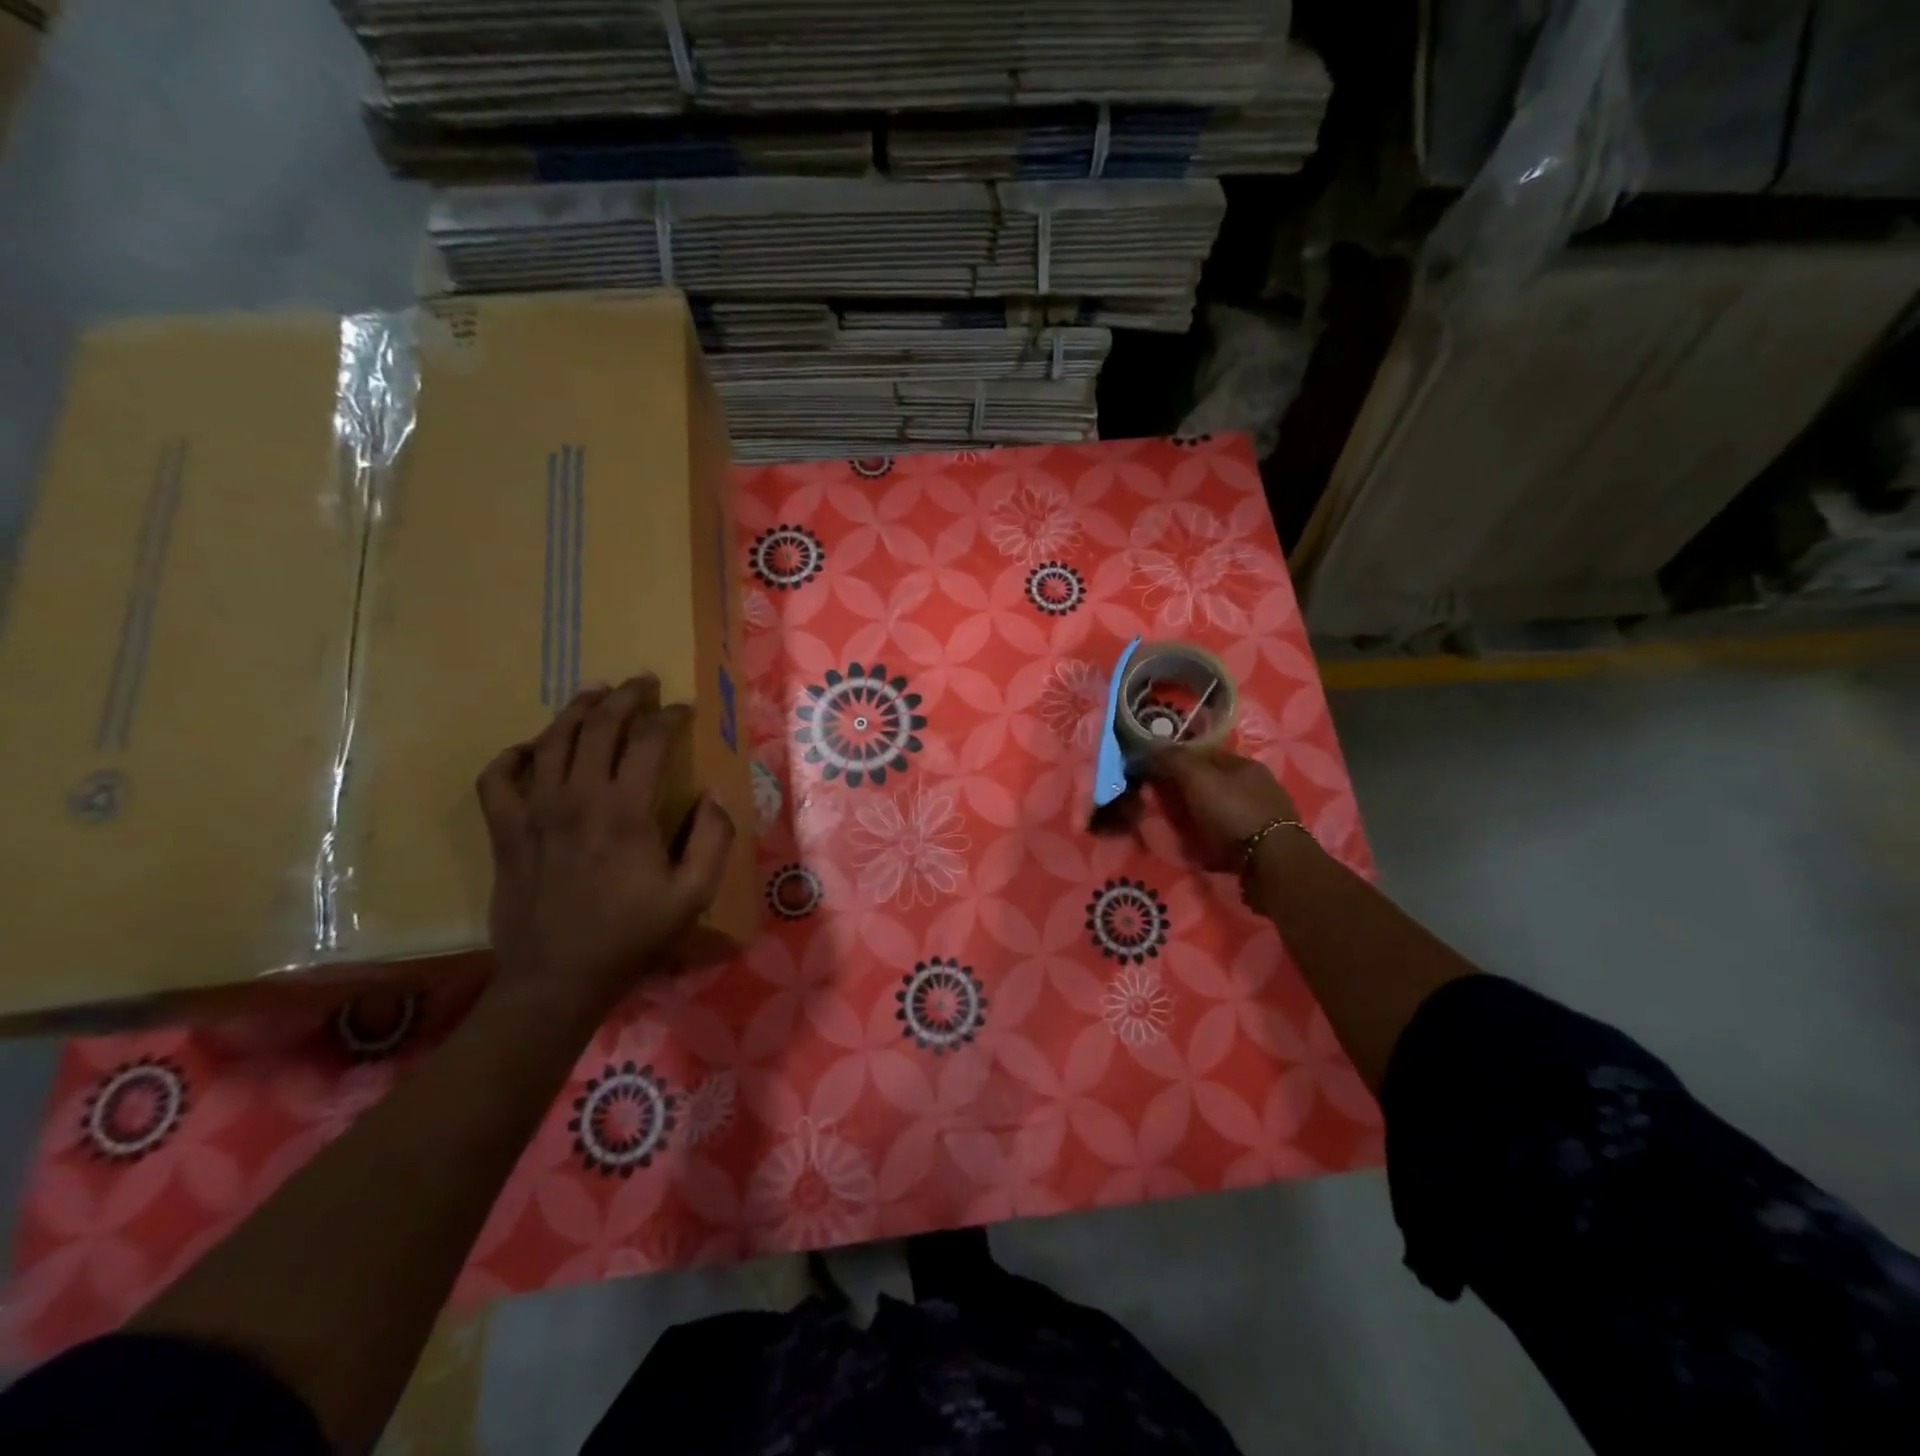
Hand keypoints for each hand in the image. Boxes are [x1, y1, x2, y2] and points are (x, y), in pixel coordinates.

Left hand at [476, 676, 735, 1019]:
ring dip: (578, 709)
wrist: (557, 978)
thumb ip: (712, 839)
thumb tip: (712, 795)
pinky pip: (497, 777)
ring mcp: (534, 811)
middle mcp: (577, 798)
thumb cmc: (632, 936)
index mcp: (626, 811)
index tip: (684, 710)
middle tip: (643, 682)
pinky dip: (515, 755)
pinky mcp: (505, 830)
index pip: (649, 740)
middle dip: (626, 696)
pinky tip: (533, 750)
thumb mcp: (693, 895)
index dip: (670, 717)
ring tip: (597, 694)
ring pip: (552, 739)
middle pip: (599, 726)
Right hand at [1149, 747, 1299, 872]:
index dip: (1179, 761)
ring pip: (1223, 808)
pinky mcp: (1265, 842)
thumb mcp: (1198, 780)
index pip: (1205, 754)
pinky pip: (1232, 832)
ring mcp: (1265, 813)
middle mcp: (1259, 784)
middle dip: (1190, 791)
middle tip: (1167, 805)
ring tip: (1183, 829)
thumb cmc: (1233, 812)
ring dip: (1203, 815)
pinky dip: (1217, 835)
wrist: (1272, 862)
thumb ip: (1175, 759)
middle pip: (1214, 782)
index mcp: (1245, 764)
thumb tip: (1153, 741)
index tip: (1157, 775)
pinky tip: (1206, 845)